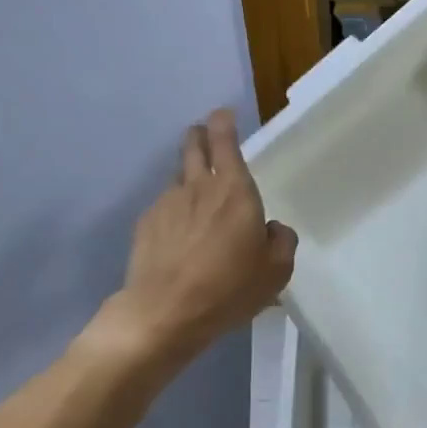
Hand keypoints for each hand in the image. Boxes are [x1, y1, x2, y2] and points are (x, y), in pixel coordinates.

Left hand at [111, 109, 295, 362]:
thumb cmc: (228, 288)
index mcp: (234, 190)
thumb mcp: (275, 271)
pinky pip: (164, 207)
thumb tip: (272, 229)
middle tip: (205, 136)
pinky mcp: (145, 225)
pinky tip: (179, 235)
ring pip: (178, 177)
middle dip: (200, 135)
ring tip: (196, 197)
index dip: (223, 122)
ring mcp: (166, 204)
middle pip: (193, 146)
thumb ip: (281, 241)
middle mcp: (197, 187)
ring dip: (188, 177)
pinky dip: (174, 211)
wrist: (164, 313)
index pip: (224, 140)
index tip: (223, 114)